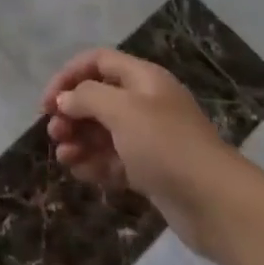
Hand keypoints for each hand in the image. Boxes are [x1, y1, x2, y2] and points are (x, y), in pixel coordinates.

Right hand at [42, 48, 237, 253]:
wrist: (216, 202)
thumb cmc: (165, 145)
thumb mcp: (122, 110)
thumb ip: (87, 98)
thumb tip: (65, 99)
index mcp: (143, 78)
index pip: (98, 62)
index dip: (69, 75)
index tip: (47, 102)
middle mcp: (146, 103)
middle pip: (99, 97)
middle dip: (73, 112)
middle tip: (54, 133)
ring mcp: (149, 138)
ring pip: (104, 131)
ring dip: (80, 140)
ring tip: (64, 157)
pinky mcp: (152, 170)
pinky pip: (115, 159)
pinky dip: (96, 163)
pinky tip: (80, 173)